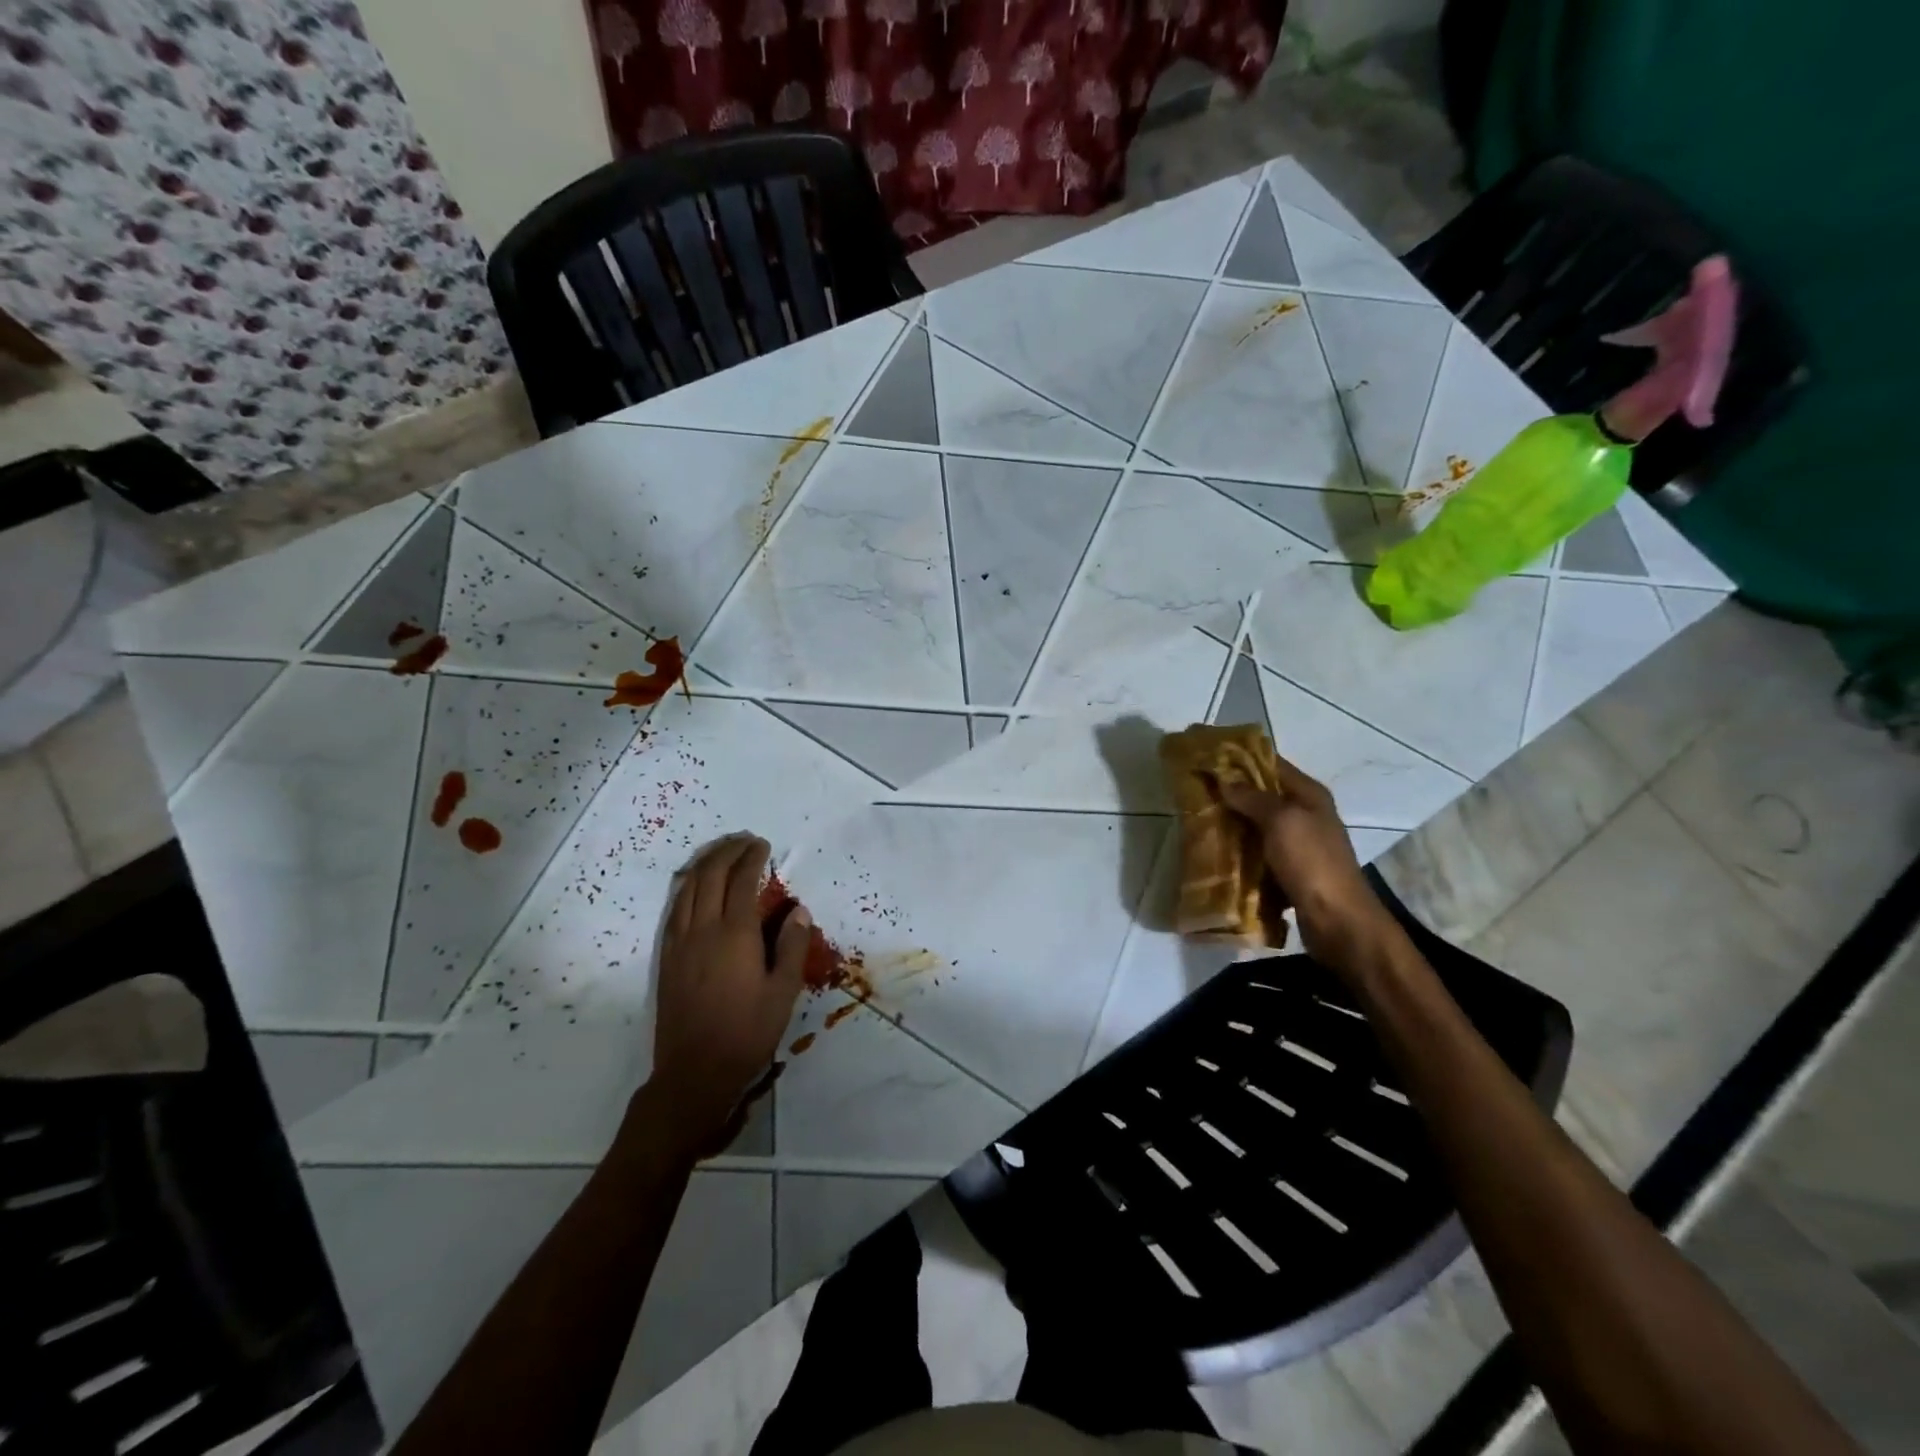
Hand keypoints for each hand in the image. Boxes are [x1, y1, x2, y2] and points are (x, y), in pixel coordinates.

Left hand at [649, 834, 810, 1156]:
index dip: (752, 858)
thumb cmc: (747, 1032)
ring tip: (721, 852)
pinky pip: (675, 908)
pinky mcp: (668, 956)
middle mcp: (704, 929)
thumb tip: (797, 909)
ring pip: (689, 887)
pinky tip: (694, 884)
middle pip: (711, 875)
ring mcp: (681, 941)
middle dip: (727, 851)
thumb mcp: (783, 991)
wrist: (694, 1071)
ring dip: (705, 863)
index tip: (763, 845)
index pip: (743, 880)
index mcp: (736, 934)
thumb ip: (791, 946)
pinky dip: (687, 886)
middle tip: (744, 841)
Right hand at [1218, 756, 1394, 964]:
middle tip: (1195, 792)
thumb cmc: (1311, 862)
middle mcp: (1305, 815)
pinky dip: (1239, 853)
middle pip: (1262, 796)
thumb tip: (1224, 778)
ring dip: (1232, 825)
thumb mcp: (1281, 821)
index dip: (1240, 759)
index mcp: (1309, 795)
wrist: (1337, 921)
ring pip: (1257, 826)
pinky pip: (1258, 854)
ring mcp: (1299, 845)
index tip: (1207, 758)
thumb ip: (1252, 797)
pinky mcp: (1289, 871)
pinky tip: (1215, 854)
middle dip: (1230, 794)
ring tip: (1198, 822)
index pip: (1271, 764)